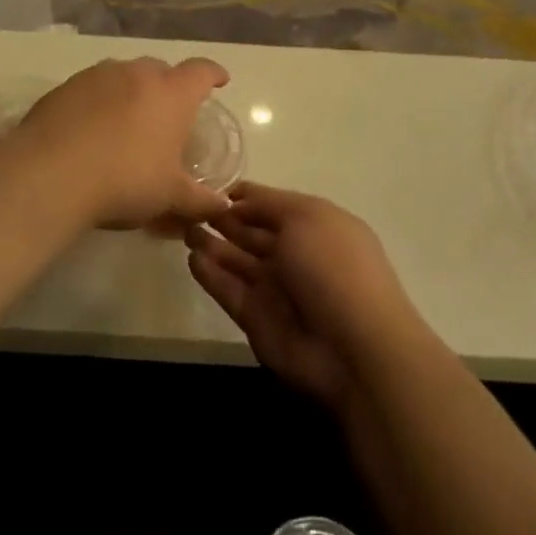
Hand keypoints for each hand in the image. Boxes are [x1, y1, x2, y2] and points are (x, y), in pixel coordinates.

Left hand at [17, 57, 232, 229]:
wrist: (50, 174)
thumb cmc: (126, 180)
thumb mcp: (170, 196)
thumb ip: (200, 200)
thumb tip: (223, 206)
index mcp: (171, 93)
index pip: (201, 72)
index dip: (213, 75)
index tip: (220, 80)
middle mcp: (136, 74)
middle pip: (161, 69)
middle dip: (169, 85)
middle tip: (170, 113)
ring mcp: (97, 76)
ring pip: (124, 75)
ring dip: (132, 91)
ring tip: (129, 120)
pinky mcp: (64, 88)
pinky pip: (92, 88)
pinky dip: (99, 101)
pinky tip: (92, 129)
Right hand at [184, 183, 423, 411]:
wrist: (352, 347)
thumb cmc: (333, 268)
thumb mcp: (305, 217)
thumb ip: (268, 204)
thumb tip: (238, 200)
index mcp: (315, 226)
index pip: (271, 204)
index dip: (243, 195)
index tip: (210, 186)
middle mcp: (295, 254)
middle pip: (251, 232)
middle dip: (222, 218)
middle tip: (187, 206)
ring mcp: (275, 288)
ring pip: (236, 260)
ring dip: (211, 244)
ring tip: (183, 228)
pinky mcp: (256, 318)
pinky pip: (228, 290)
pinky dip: (210, 274)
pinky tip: (192, 258)